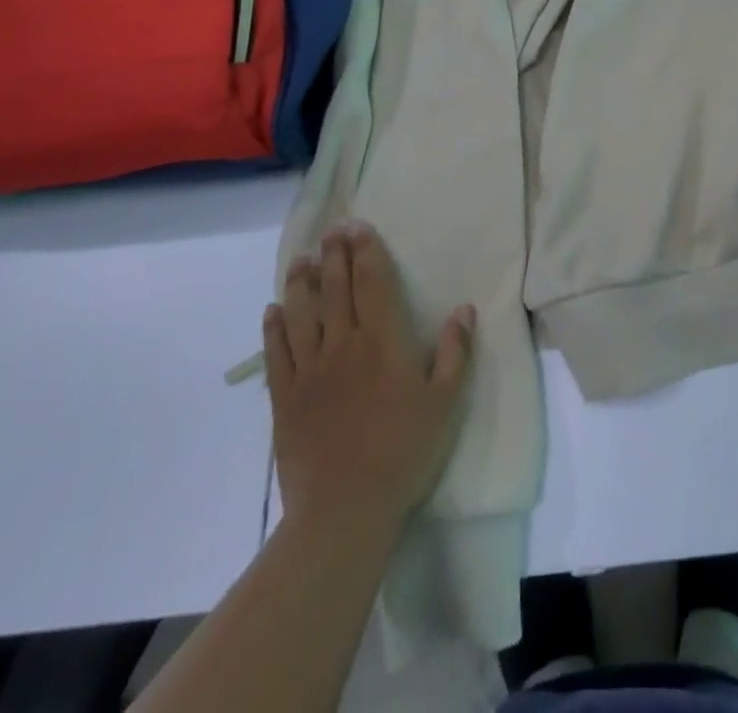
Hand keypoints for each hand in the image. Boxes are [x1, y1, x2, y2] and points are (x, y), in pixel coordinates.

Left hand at [263, 224, 473, 534]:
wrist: (345, 510)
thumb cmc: (404, 452)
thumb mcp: (445, 403)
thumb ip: (455, 352)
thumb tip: (464, 308)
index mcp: (384, 341)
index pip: (373, 283)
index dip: (366, 251)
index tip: (359, 227)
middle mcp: (344, 344)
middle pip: (336, 289)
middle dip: (334, 255)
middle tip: (331, 229)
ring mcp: (310, 370)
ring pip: (302, 313)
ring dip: (301, 282)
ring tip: (301, 258)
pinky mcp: (286, 398)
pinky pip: (276, 354)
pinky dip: (274, 328)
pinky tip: (273, 311)